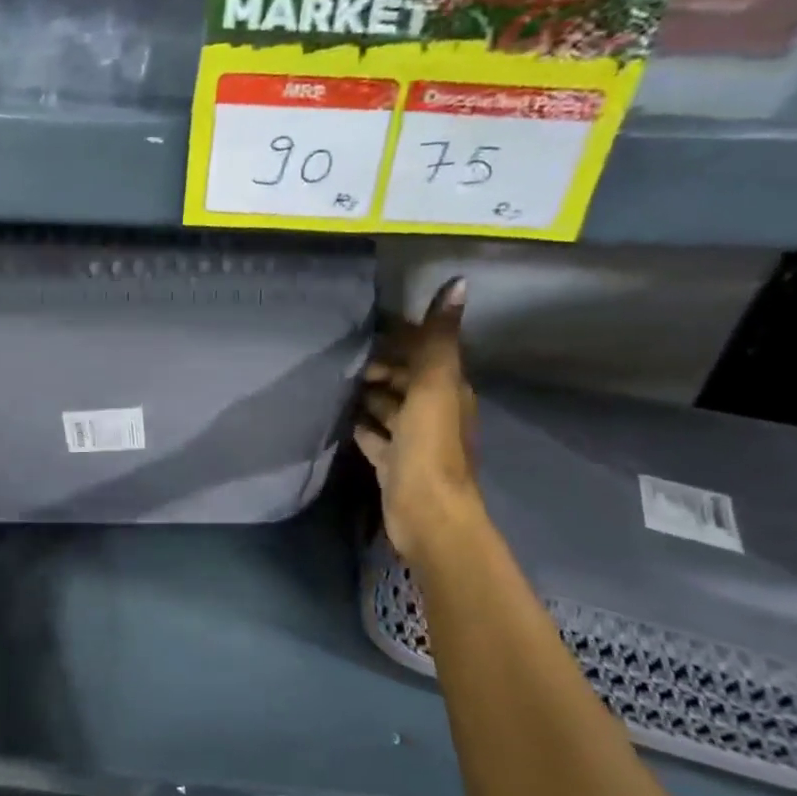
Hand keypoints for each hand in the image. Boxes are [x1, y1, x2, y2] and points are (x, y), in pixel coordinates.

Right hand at [354, 277, 481, 562]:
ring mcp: (414, 441)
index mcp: (449, 392)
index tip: (367, 329)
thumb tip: (460, 282)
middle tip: (343, 359)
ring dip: (370, 396)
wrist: (426, 513)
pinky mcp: (394, 464)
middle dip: (381, 368)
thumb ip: (439, 338)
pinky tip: (344, 419)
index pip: (426, 354)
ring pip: (390, 408)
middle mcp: (435, 413)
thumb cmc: (429, 447)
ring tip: (336, 383)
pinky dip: (364, 426)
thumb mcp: (435, 386)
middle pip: (406, 381)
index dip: (401, 340)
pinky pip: (376, 437)